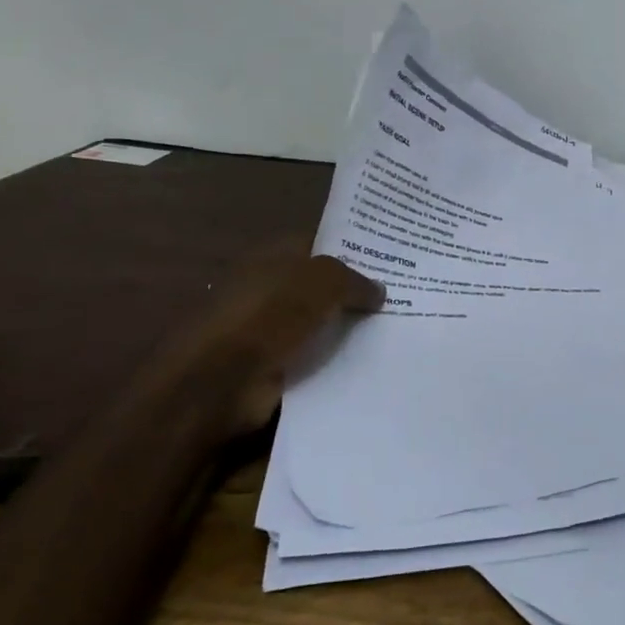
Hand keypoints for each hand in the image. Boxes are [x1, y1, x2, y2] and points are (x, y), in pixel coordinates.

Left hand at [131, 250, 384, 443]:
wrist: (219, 381)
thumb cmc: (267, 315)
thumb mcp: (322, 281)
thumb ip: (354, 280)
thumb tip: (379, 291)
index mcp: (274, 256)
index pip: (320, 243)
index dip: (354, 248)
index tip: (393, 258)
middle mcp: (271, 288)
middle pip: (324, 285)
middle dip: (357, 291)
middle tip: (405, 296)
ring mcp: (271, 329)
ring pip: (323, 323)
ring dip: (350, 329)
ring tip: (399, 329)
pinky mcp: (275, 366)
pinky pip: (317, 358)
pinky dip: (339, 360)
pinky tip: (374, 360)